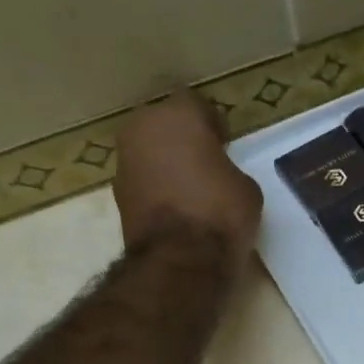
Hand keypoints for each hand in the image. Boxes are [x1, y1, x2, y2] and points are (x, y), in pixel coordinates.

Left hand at [114, 90, 261, 257]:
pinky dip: (155, 187)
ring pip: (148, 151)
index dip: (211, 123)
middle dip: (181, 138)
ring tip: (189, 187)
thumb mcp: (245, 187)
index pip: (195, 104)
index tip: (224, 143)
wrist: (181, 259)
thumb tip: (216, 177)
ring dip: (165, 162)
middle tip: (204, 161)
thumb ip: (227, 169)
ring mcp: (124, 161)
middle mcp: (142, 129)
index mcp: (177, 116)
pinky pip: (142, 179)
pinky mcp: (117, 193)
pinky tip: (175, 207)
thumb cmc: (221, 212)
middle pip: (164, 124)